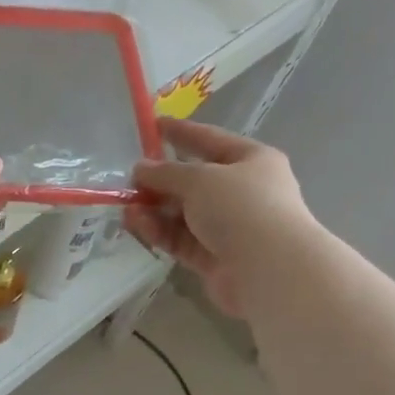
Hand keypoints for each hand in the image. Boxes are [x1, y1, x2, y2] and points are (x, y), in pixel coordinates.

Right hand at [127, 120, 316, 317]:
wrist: (268, 269)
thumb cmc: (241, 208)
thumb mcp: (200, 179)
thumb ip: (166, 173)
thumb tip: (140, 169)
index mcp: (251, 161)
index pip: (210, 140)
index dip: (182, 132)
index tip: (154, 125)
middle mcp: (242, 192)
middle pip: (194, 181)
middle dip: (161, 181)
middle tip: (130, 180)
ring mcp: (229, 227)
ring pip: (183, 214)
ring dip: (155, 209)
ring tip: (126, 207)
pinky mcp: (214, 258)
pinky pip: (181, 239)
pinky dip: (159, 231)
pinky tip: (137, 224)